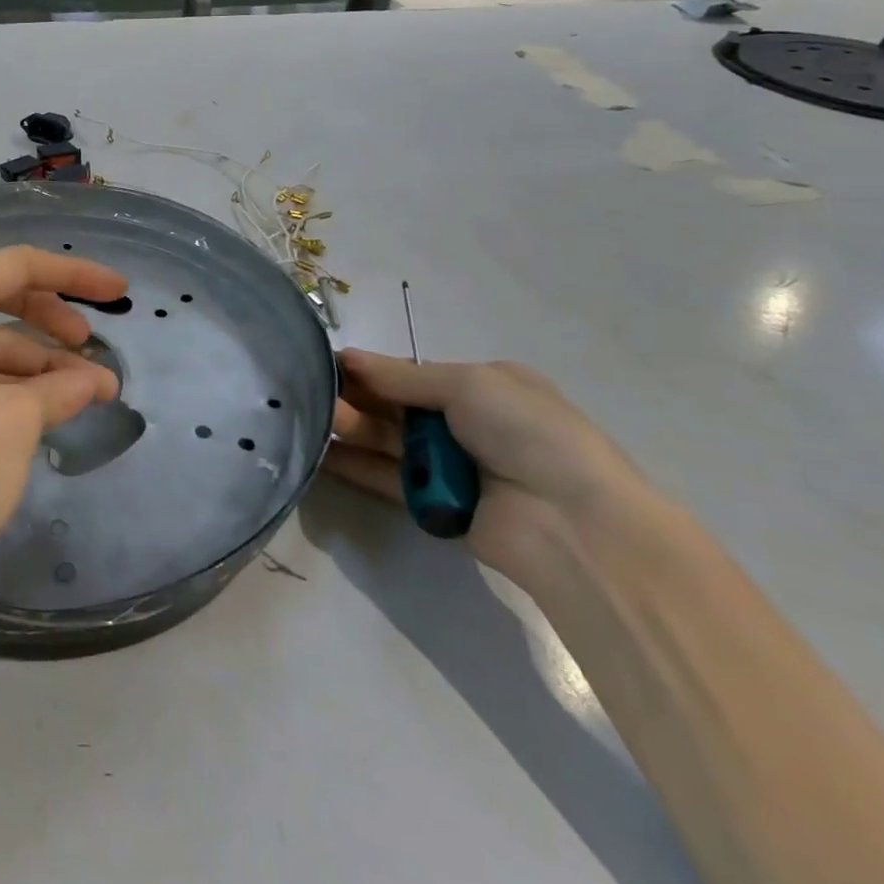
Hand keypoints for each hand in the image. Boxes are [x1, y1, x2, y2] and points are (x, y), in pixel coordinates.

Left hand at [0, 247, 124, 610]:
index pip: (17, 265)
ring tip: (87, 393)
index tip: (121, 293)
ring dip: (36, 363)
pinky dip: (5, 386)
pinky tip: (44, 412)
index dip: (75, 275)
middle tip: (95, 347)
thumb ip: (62, 388)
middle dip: (53, 319)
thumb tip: (96, 380)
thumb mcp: (15, 420)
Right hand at [324, 352, 646, 580]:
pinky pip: (386, 479)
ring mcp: (449, 466)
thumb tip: (347, 357)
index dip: (370, 368)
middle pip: (395, 405)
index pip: (411, 372)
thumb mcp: (469, 385)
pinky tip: (320, 455)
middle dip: (354, 396)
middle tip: (307, 390)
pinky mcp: (434, 505)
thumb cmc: (528, 433)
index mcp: (484, 386)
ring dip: (350, 428)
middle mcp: (465, 423)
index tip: (326, 362)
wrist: (576, 525)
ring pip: (386, 441)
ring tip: (309, 418)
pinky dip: (355, 466)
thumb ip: (402, 376)